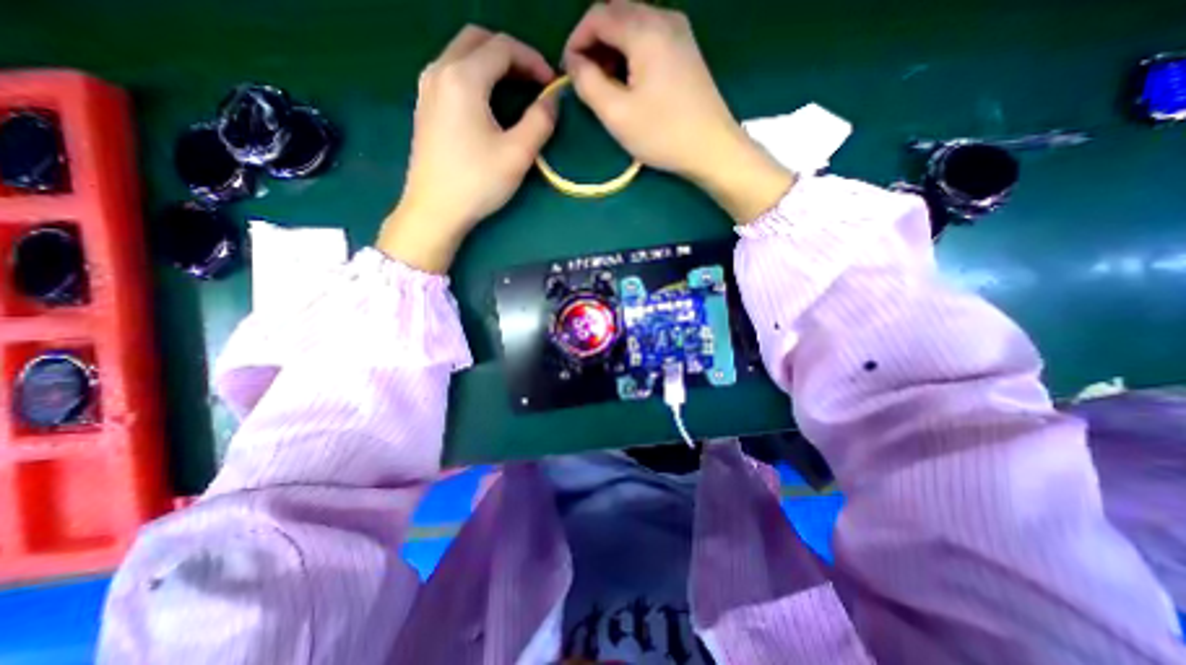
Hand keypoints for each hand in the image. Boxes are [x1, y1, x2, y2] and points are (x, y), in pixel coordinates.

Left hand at [382, 26, 562, 271]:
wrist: (434, 210)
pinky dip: (475, 76)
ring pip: (462, 54)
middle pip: (478, 40)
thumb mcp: (517, 154)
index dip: (533, 60)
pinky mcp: (424, 107)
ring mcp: (427, 88)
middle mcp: (439, 71)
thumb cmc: (477, 183)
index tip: (552, 85)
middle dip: (511, 55)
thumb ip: (540, 121)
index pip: (503, 47)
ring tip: (516, 91)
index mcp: (463, 78)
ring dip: (492, 64)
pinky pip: (451, 74)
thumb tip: (552, 100)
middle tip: (534, 82)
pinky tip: (489, 104)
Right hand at [567, 0, 794, 221]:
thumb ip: (588, 83)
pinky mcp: (687, 50)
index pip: (598, 15)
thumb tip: (574, 62)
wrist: (712, 148)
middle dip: (595, 44)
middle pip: (617, 15)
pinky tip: (630, 82)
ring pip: (634, 26)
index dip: (576, 40)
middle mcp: (664, 18)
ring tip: (607, 86)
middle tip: (586, 80)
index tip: (568, 71)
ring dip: (613, 50)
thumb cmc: (662, 134)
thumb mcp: (616, 113)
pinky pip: (650, 38)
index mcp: (645, 29)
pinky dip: (632, 54)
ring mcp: (680, 32)